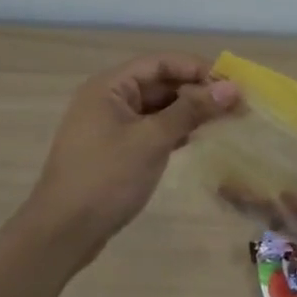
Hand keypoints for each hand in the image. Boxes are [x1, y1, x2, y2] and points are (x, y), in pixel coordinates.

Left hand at [20, 55, 239, 268]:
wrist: (62, 233)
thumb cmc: (106, 178)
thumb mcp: (152, 140)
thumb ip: (191, 110)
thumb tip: (231, 89)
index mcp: (110, 87)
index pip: (161, 63)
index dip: (197, 69)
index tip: (231, 83)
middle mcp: (108, 99)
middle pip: (159, 83)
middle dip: (196, 91)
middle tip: (234, 105)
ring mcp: (110, 126)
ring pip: (157, 107)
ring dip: (188, 111)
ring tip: (223, 120)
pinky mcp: (115, 150)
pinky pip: (150, 128)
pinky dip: (174, 130)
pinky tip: (197, 138)